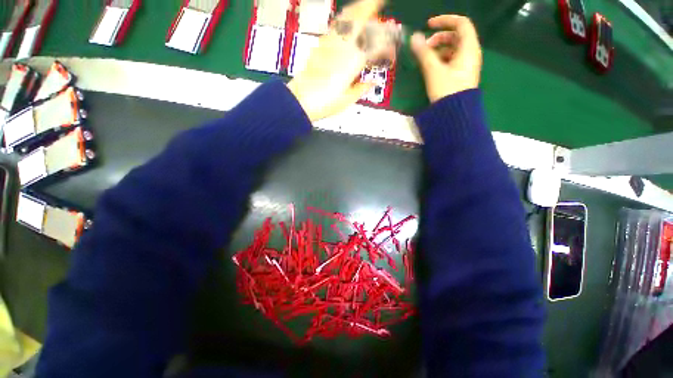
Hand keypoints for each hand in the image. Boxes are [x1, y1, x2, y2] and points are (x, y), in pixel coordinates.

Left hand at [287, 0, 383, 121]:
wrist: (301, 100)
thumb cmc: (325, 103)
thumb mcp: (347, 100)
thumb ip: (361, 89)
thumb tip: (372, 83)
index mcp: (354, 62)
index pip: (376, 45)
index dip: (387, 45)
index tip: (391, 52)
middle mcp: (344, 47)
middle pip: (360, 19)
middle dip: (371, 7)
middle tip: (380, 2)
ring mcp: (330, 43)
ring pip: (346, 18)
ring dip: (358, 8)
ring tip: (365, 5)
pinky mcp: (320, 45)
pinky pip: (335, 26)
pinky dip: (344, 19)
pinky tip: (346, 20)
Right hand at [411, 15, 482, 102]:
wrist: (454, 113)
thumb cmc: (446, 89)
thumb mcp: (433, 70)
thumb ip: (423, 53)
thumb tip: (414, 37)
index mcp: (469, 48)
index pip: (461, 23)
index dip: (445, 20)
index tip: (428, 25)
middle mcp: (470, 53)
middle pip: (456, 36)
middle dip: (439, 38)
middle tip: (424, 47)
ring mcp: (466, 65)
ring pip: (453, 49)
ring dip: (438, 50)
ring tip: (425, 59)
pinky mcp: (461, 75)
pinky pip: (452, 60)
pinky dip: (441, 59)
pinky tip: (431, 68)